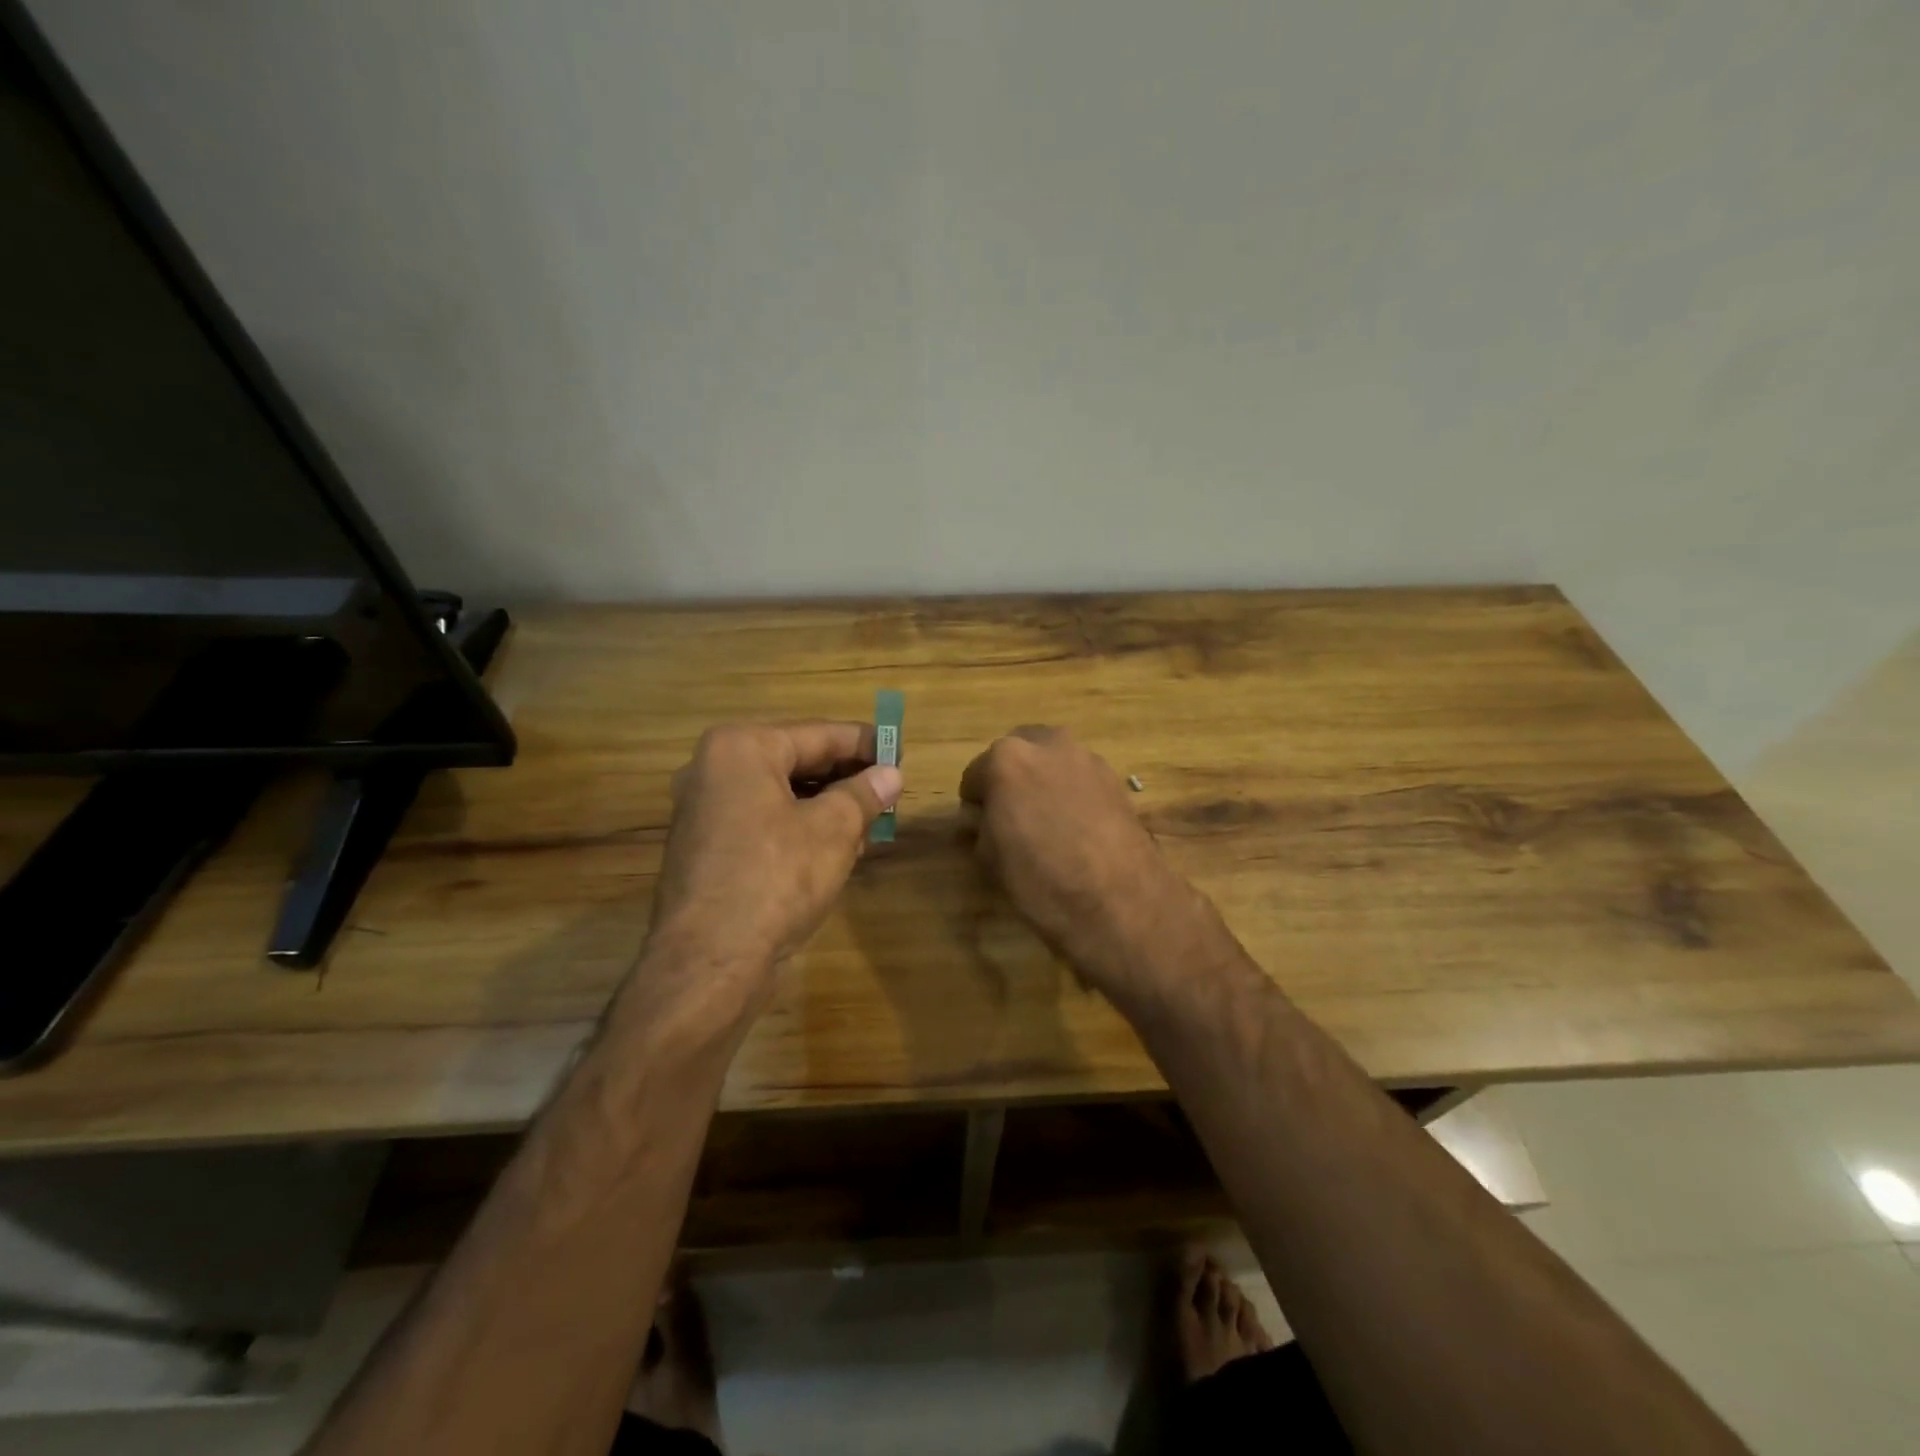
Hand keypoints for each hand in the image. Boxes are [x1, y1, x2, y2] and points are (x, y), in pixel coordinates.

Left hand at [645, 722, 902, 1007]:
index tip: (900, 751)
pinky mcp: (706, 849)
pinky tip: (833, 849)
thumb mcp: (833, 830)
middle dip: (845, 778)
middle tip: (888, 790)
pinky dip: (798, 828)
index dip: (865, 743)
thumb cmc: (776, 878)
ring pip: (780, 795)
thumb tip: (891, 775)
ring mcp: (703, 812)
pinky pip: (762, 822)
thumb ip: (864, 794)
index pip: (817, 734)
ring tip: (869, 822)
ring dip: (825, 806)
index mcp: (740, 748)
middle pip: (795, 762)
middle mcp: (713, 770)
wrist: (710, 961)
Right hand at [959, 726, 1188, 997]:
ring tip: (1047, 822)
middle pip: (1017, 753)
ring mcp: (1086, 758)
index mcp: (1007, 759)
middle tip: (1012, 817)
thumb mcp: (991, 858)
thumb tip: (981, 820)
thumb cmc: (1041, 880)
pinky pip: (1079, 777)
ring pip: (1052, 760)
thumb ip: (980, 827)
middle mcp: (1048, 745)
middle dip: (1010, 779)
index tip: (980, 828)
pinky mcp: (1115, 778)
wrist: (1119, 902)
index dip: (975, 804)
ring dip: (1042, 781)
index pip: (975, 776)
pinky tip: (1076, 827)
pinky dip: (1071, 792)